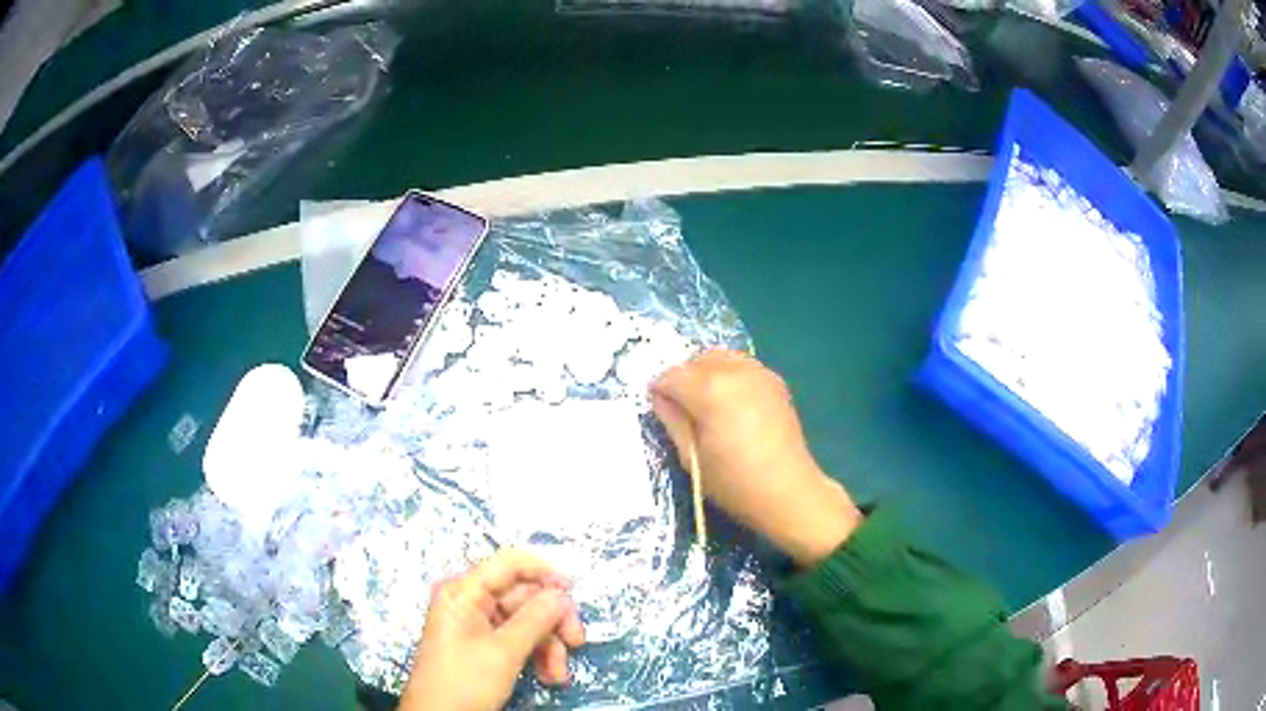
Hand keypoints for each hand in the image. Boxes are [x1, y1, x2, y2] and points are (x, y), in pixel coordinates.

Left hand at [400, 550, 585, 710]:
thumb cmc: (464, 681)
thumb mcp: (504, 652)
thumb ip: (535, 619)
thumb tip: (562, 593)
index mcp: (464, 592)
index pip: (509, 564)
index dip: (543, 572)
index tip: (574, 592)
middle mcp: (470, 602)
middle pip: (523, 596)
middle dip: (551, 622)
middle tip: (576, 642)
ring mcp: (476, 625)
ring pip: (526, 621)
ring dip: (548, 645)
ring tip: (558, 674)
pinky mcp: (483, 646)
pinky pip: (518, 640)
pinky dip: (537, 655)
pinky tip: (548, 677)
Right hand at [651, 350, 862, 566]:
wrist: (787, 491)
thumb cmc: (734, 482)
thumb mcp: (691, 457)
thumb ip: (673, 420)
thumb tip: (660, 397)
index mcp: (710, 390)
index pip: (671, 376)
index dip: (660, 391)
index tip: (660, 410)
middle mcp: (734, 372)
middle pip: (696, 360)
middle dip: (683, 379)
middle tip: (682, 409)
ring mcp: (758, 373)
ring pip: (720, 357)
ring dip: (706, 372)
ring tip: (707, 404)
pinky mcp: (774, 381)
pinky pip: (742, 365)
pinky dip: (729, 374)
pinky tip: (731, 403)